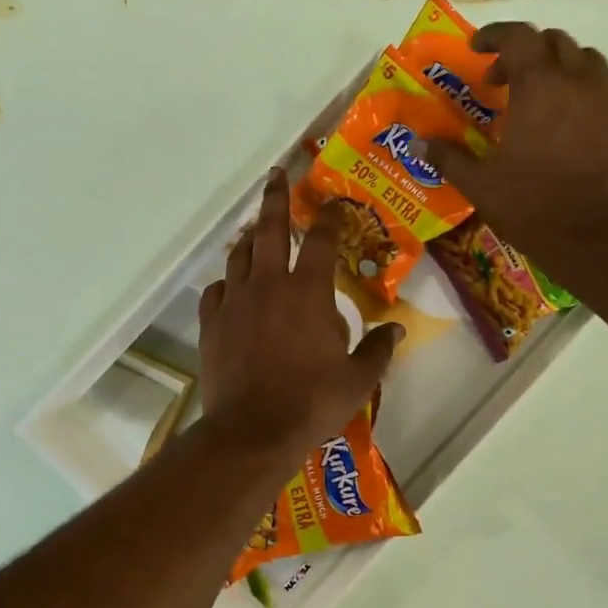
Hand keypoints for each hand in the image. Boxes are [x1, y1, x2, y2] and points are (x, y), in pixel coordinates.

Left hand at [198, 171, 400, 458]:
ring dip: (249, 238)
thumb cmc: (312, 403)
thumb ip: (378, 349)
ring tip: (254, 230)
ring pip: (239, 256)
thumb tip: (395, 328)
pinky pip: (215, 291)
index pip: (320, 240)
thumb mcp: (358, 380)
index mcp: (308, 292)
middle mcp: (268, 285)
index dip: (329, 217)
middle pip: (269, 229)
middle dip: (276, 198)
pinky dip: (226, 283)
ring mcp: (235, 302)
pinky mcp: (211, 324)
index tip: (334, 202)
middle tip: (277, 175)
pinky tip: (231, 287)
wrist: (252, 431)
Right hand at [420, 23, 607, 263]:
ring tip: (548, 93)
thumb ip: (447, 156)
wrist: (592, 239)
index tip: (477, 49)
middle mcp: (578, 80)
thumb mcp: (479, 184)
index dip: (494, 36)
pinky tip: (596, 110)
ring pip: (590, 60)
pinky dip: (607, 92)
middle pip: (555, 43)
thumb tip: (416, 142)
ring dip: (565, 67)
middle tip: (504, 81)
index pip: (517, 37)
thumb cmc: (530, 207)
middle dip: (526, 54)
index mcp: (538, 85)